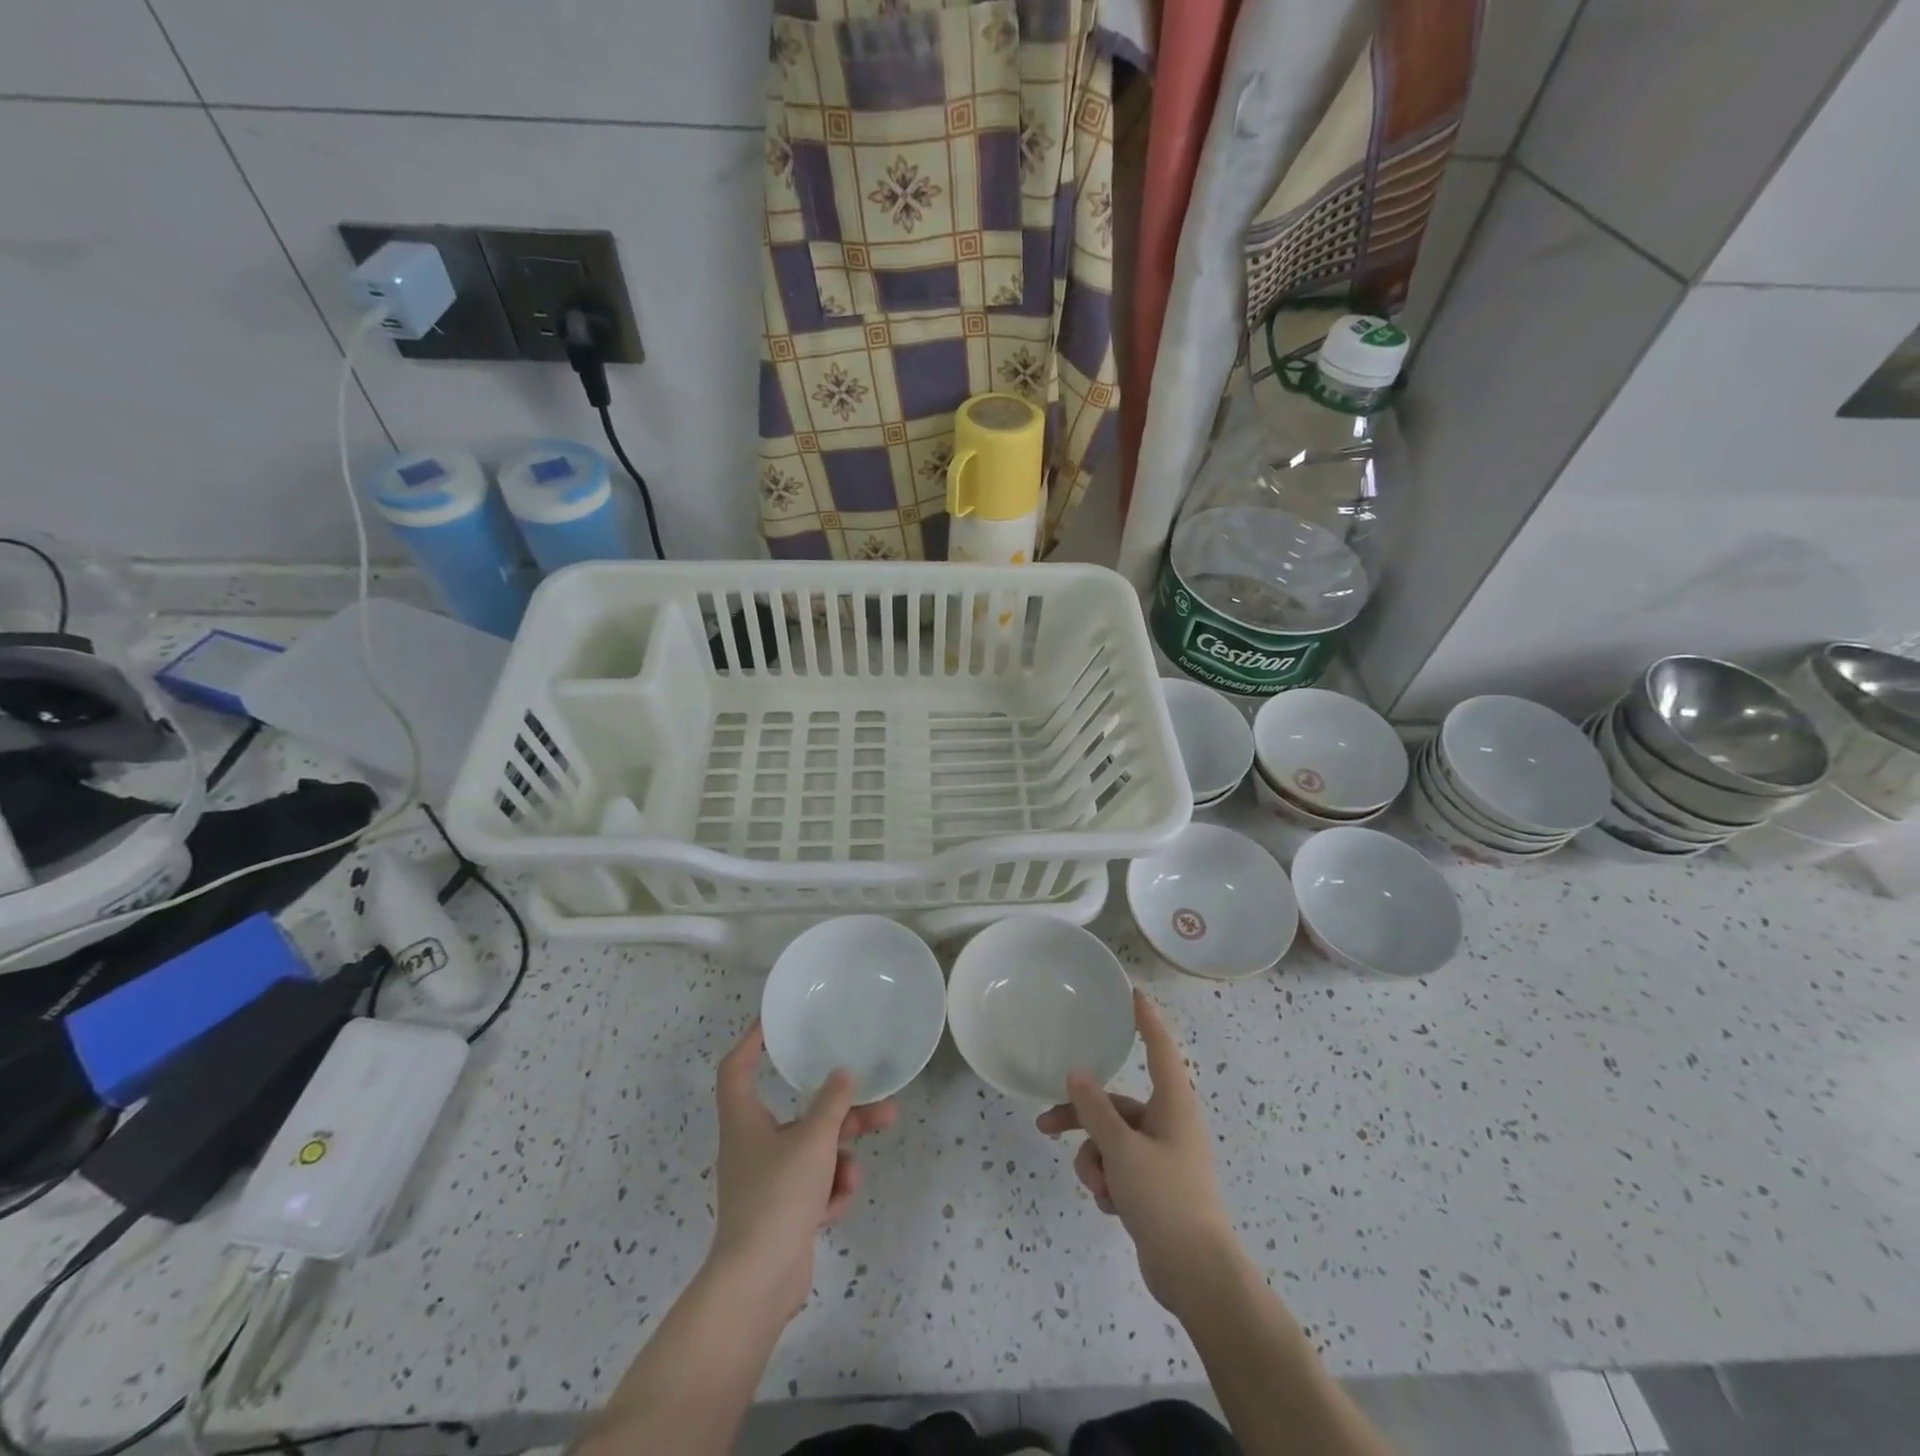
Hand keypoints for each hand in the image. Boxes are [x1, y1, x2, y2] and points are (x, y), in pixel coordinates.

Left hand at [707, 1022, 896, 1320]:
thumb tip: (843, 1074)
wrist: (757, 1284)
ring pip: (813, 1150)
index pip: (738, 1067)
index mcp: (744, 1120)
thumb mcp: (813, 1142)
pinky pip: (814, 1185)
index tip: (777, 1023)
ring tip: (856, 1173)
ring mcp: (768, 1180)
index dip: (754, 1040)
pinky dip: (828, 1192)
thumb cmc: (777, 1198)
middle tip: (878, 1102)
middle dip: (840, 1111)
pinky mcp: (783, 1210)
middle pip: (798, 1112)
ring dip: (840, 1158)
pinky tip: (834, 1208)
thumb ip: (832, 1104)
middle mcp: (753, 1144)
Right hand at [1037, 990, 1236, 1311]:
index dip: (1145, 1020)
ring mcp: (1161, 1156)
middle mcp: (1168, 1123)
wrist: (1197, 1276)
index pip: (1159, 1048)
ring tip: (1099, 1189)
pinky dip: (1108, 1182)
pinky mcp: (1153, 1185)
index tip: (1132, 994)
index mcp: (1173, 1104)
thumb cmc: (1165, 1199)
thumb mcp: (1122, 1150)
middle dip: (1081, 1118)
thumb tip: (1077, 1073)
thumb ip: (1095, 1109)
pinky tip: (1112, 1207)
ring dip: (1095, 1161)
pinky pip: (1117, 1167)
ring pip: (1110, 1140)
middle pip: (1115, 1104)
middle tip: (1045, 1124)